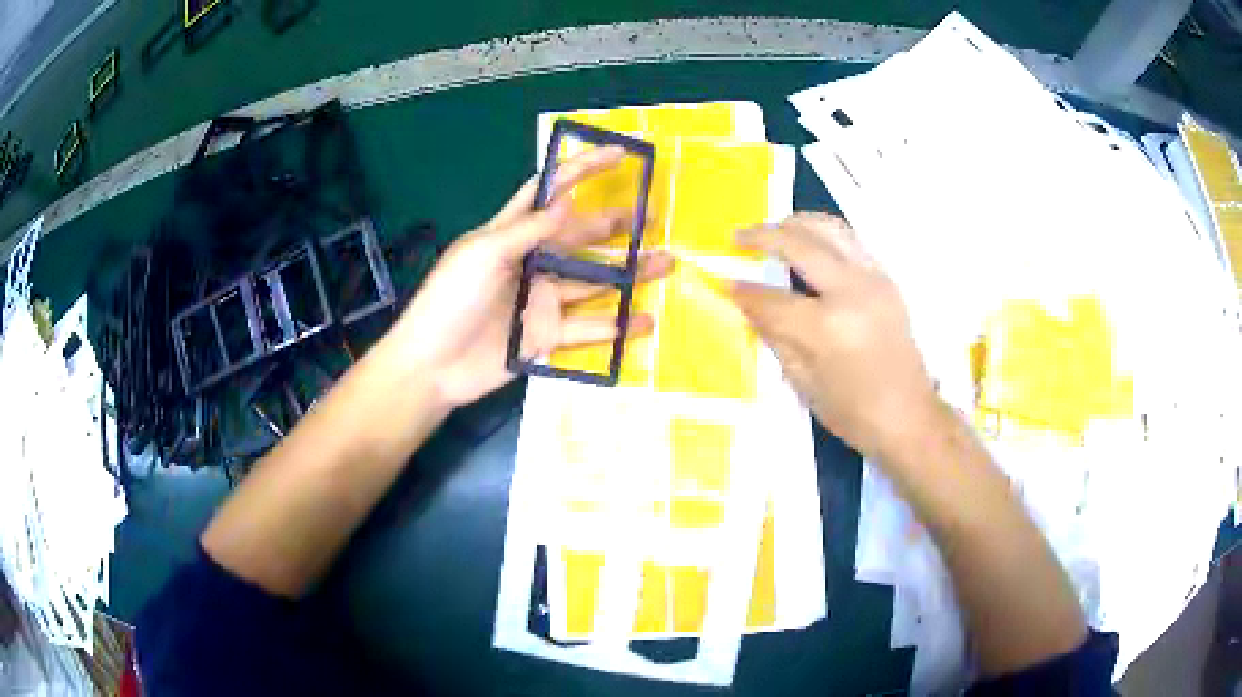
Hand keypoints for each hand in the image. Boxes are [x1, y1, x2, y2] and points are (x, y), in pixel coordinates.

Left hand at [389, 147, 674, 407]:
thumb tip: (568, 199)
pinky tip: (645, 321)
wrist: (432, 366)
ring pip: (593, 282)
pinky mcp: (547, 336)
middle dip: (614, 225)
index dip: (581, 169)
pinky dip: (617, 327)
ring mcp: (541, 301)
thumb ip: (528, 230)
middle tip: (652, 219)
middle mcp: (531, 263)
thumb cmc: (449, 300)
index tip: (619, 154)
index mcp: (510, 234)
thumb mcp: (483, 255)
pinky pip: (588, 329)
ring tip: (665, 264)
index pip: (550, 192)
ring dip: (628, 274)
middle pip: (580, 237)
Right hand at [730, 213, 937, 458]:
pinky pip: (850, 241)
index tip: (723, 282)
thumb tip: (749, 306)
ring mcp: (873, 280)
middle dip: (763, 237)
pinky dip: (823, 234)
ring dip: (796, 223)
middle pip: (800, 244)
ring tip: (773, 229)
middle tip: (738, 239)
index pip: (773, 299)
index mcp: (827, 328)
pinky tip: (807, 243)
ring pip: (830, 229)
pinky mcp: (886, 280)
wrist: (909, 416)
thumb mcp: (804, 383)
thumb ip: (775, 337)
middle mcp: (852, 292)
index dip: (743, 291)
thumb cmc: (854, 413)